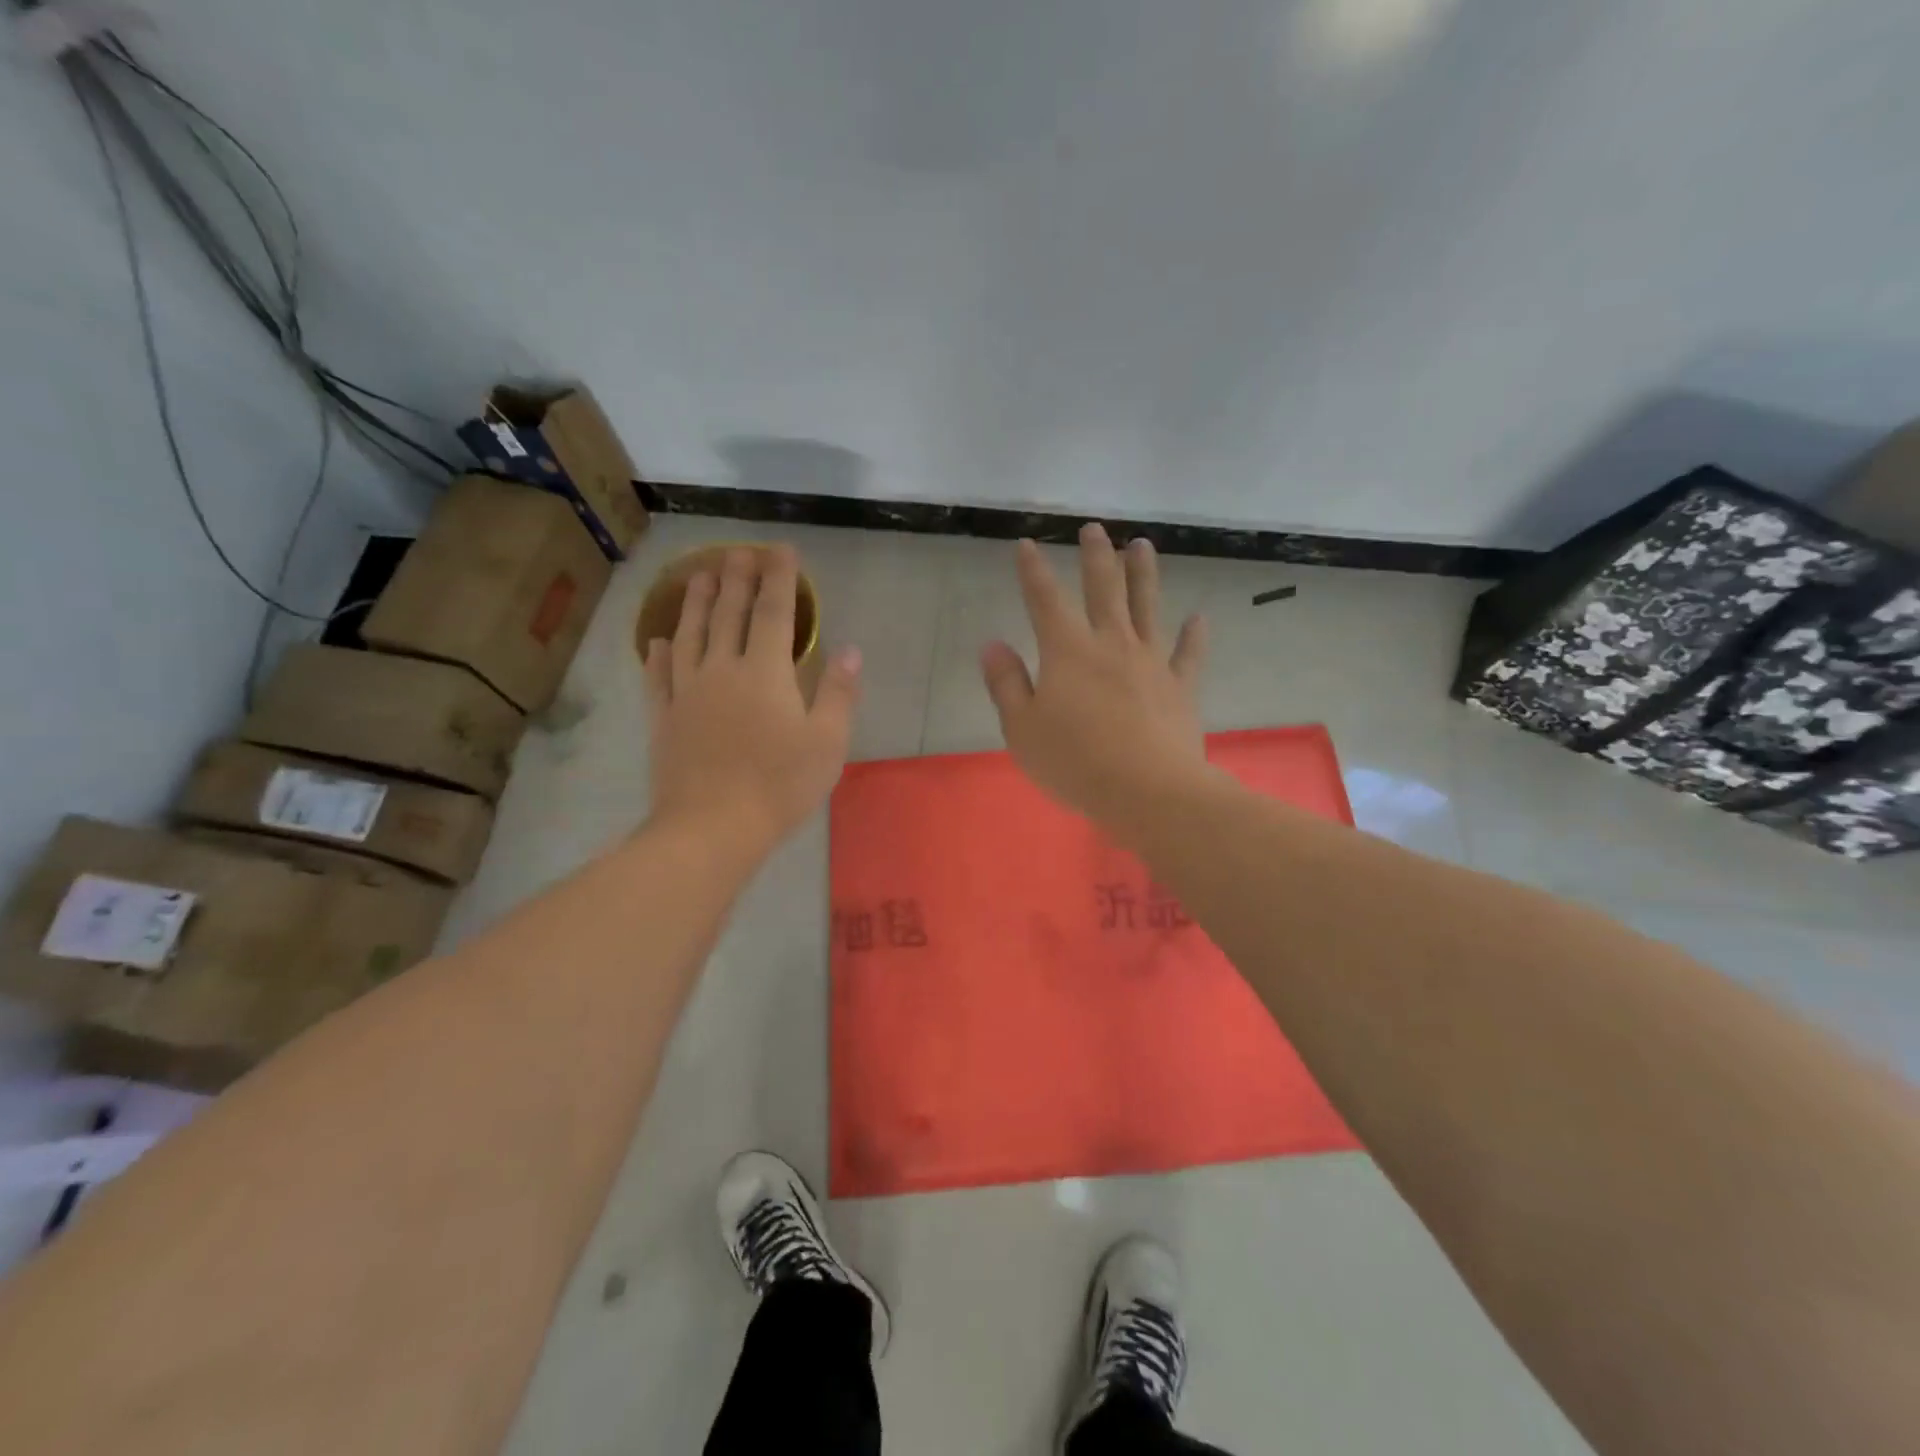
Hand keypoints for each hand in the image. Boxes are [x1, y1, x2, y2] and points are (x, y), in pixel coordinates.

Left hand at [644, 546, 860, 851]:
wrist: (712, 826)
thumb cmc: (780, 784)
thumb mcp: (827, 742)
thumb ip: (839, 692)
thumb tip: (851, 650)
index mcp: (765, 672)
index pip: (774, 612)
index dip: (780, 578)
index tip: (781, 549)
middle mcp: (723, 669)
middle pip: (728, 614)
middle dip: (736, 578)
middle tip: (738, 550)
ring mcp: (687, 693)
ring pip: (690, 635)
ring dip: (695, 602)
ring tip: (699, 576)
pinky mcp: (664, 719)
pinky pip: (659, 678)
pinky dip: (659, 655)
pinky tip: (659, 641)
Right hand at [981, 525, 1209, 827]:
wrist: (1146, 791)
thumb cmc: (1074, 762)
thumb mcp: (1022, 728)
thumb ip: (1006, 683)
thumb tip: (993, 644)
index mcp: (1067, 651)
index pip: (1045, 600)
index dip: (1033, 570)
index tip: (1028, 544)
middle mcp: (1111, 644)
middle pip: (1103, 589)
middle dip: (1096, 556)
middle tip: (1095, 529)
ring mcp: (1151, 662)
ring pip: (1147, 607)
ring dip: (1144, 574)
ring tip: (1143, 545)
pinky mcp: (1181, 687)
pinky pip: (1189, 654)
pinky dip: (1194, 635)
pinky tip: (1198, 618)